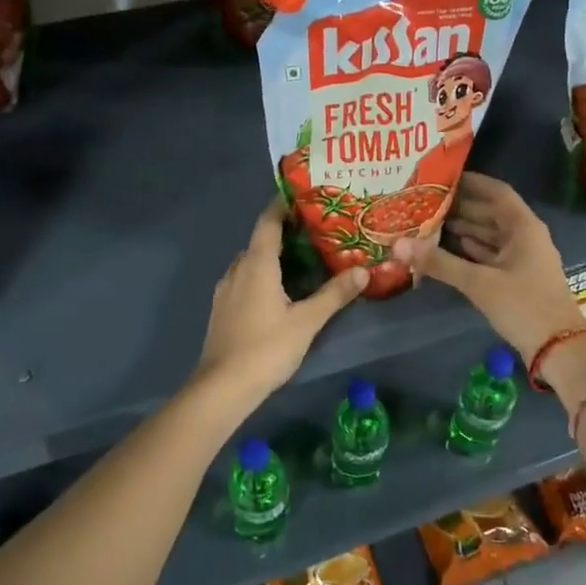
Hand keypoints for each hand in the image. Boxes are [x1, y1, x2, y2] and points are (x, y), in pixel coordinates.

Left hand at [194, 198, 367, 404]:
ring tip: (301, 260)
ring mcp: (225, 290)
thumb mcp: (307, 321)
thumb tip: (363, 271)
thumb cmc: (267, 347)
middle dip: (284, 232)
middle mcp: (237, 269)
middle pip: (260, 240)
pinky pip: (244, 279)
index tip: (304, 197)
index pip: (268, 222)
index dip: (282, 206)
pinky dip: (262, 275)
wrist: (223, 387)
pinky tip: (279, 290)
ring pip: (250, 262)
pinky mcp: (222, 309)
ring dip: (272, 256)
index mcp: (256, 264)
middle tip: (315, 232)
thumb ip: (334, 294)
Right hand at [393, 172, 585, 360]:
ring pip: (491, 234)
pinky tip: (450, 246)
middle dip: (462, 206)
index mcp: (523, 226)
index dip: (472, 182)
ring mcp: (523, 258)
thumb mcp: (478, 282)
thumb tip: (398, 245)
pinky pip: (492, 253)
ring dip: (465, 227)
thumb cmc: (523, 305)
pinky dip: (472, 248)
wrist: (558, 348)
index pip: (496, 192)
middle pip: (491, 212)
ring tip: (431, 221)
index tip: (443, 177)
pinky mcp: (518, 277)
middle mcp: (525, 236)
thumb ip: (439, 262)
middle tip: (428, 200)